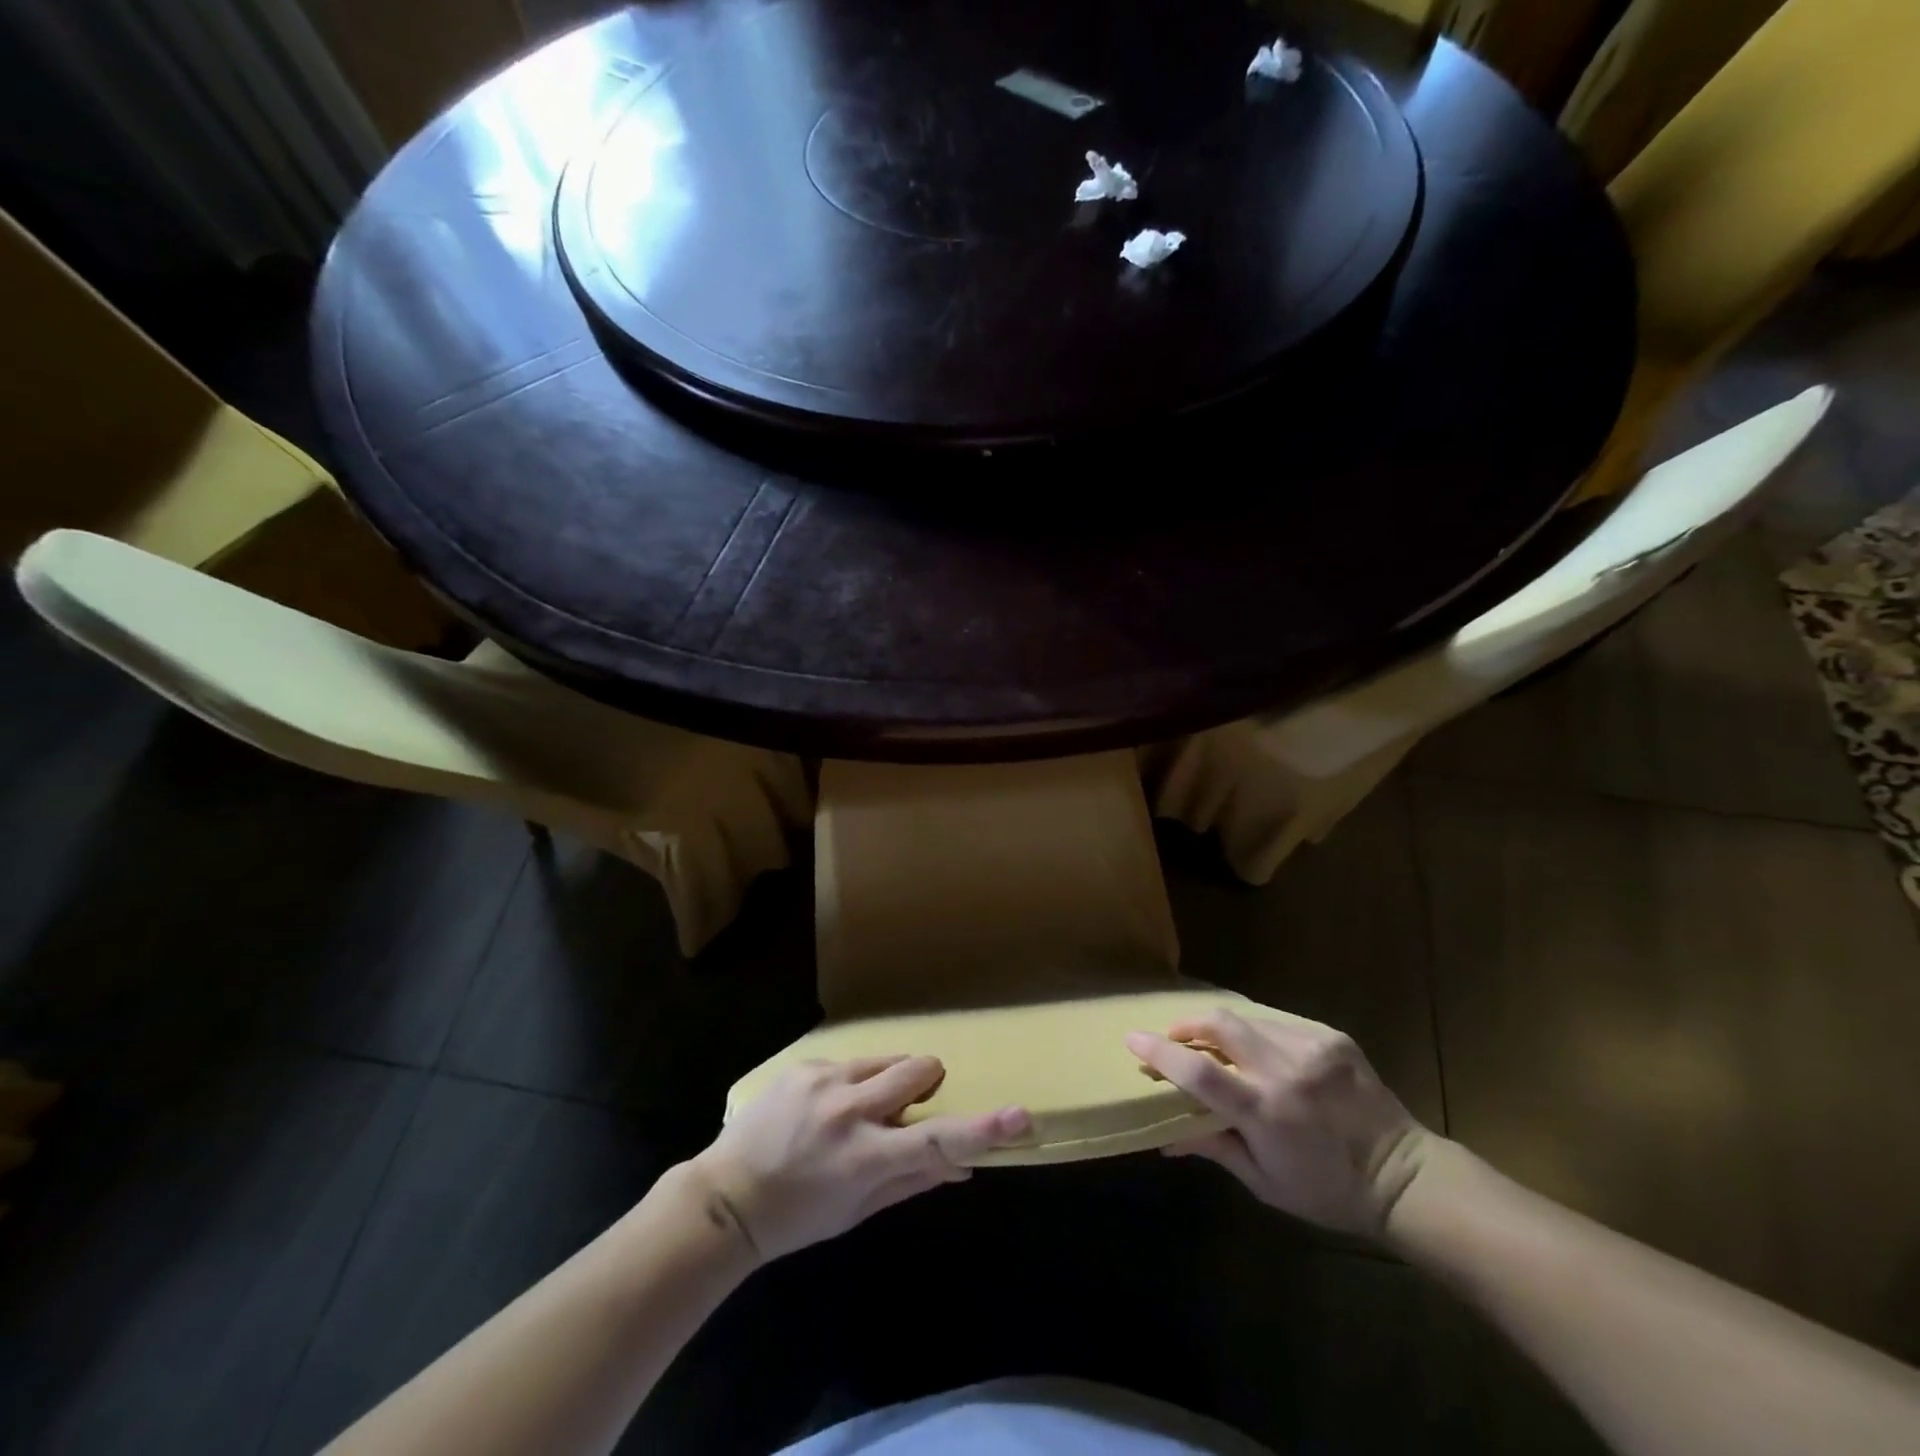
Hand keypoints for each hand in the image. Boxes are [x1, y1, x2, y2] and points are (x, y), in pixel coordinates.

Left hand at [689, 1056, 1029, 1261]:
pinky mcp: (805, 1065)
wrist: (726, 1198)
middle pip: (917, 1069)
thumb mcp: (859, 1210)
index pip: (936, 1140)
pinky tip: (823, 1110)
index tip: (1020, 1115)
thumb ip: (914, 1179)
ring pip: (887, 1059)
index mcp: (865, 1158)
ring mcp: (824, 1080)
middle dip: (928, 1081)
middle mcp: (849, 1110)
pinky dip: (853, 1082)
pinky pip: (851, 1062)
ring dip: (889, 1081)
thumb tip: (965, 1164)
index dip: (982, 1129)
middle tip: (908, 1107)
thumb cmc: (799, 1216)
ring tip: (858, 1111)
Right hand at [1126, 1010, 1435, 1236]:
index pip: (1197, 1070)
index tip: (1133, 1040)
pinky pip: (1278, 1022)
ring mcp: (1311, 1047)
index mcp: (1264, 1111)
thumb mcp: (1264, 1181)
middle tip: (1176, 1038)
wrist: (1405, 1178)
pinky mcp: (1331, 1036)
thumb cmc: (1327, 1191)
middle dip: (1188, 1025)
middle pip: (1219, 1024)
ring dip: (1223, 1028)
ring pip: (1247, 1018)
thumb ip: (1212, 1147)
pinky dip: (1258, 1032)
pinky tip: (1263, 1052)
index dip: (1159, 1052)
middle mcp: (1284, 1070)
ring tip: (1219, 1045)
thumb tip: (1163, 1137)